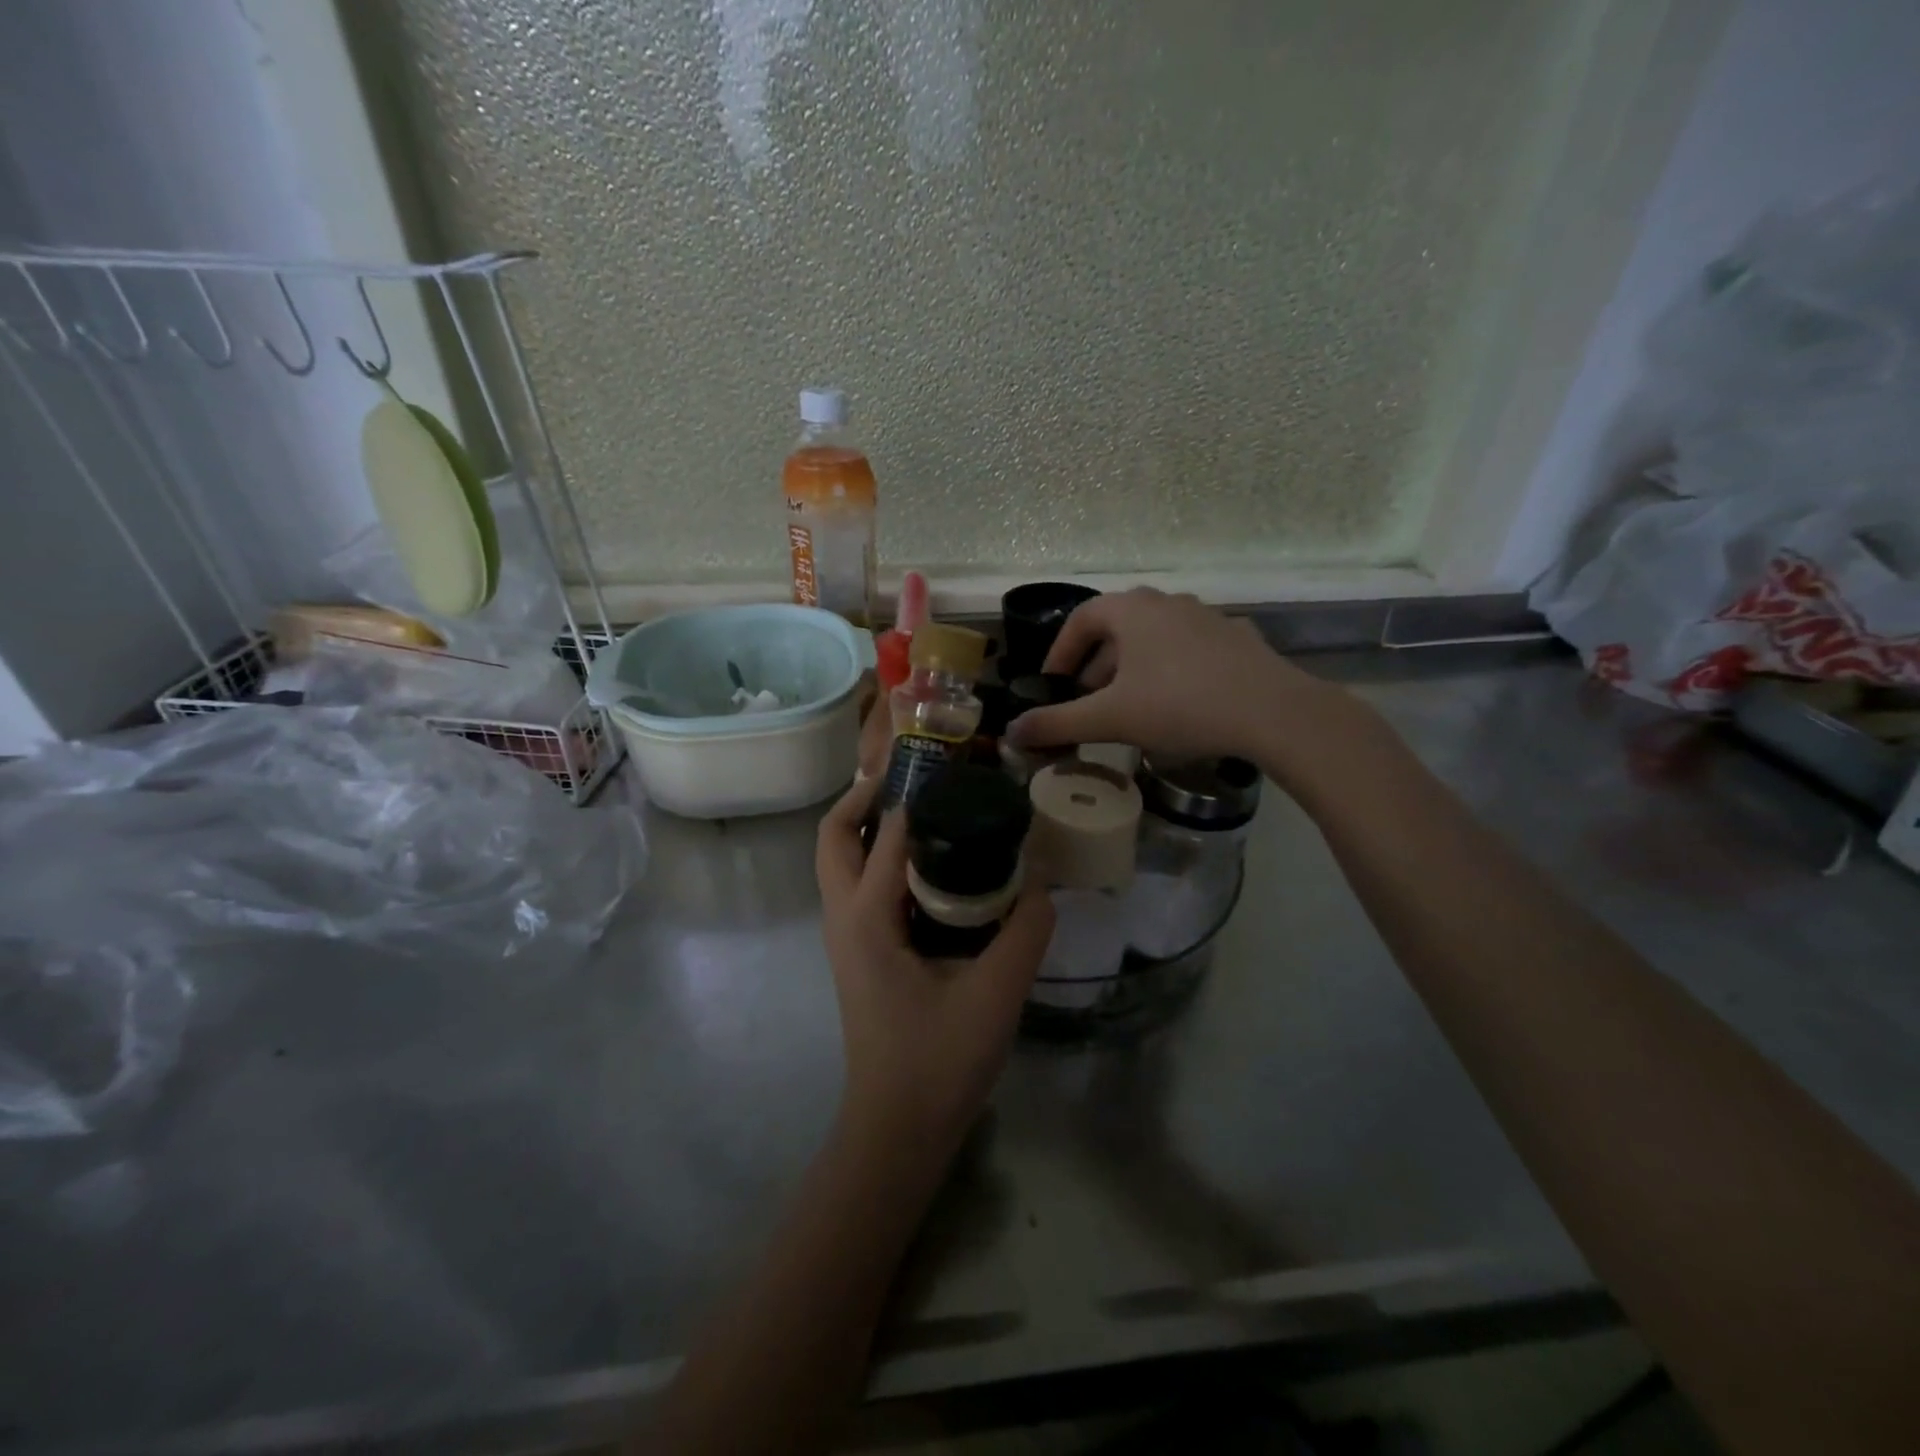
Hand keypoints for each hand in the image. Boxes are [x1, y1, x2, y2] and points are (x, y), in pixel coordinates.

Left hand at [815, 777, 1054, 1153]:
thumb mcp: (997, 993)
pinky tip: (931, 867)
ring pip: (839, 861)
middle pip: (833, 837)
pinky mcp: (859, 952)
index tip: (952, 765)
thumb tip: (1044, 881)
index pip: (886, 834)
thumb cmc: (939, 1062)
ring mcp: (846, 937)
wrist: (897, 1129)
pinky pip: (858, 886)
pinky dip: (879, 859)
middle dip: (865, 798)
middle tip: (917, 780)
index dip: (916, 793)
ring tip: (924, 809)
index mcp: (868, 918)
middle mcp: (844, 917)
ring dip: (868, 826)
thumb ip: (1026, 930)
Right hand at [1005, 588, 1349, 770]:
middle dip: (1096, 664)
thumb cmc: (1179, 705)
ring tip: (1130, 706)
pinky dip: (1170, 670)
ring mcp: (1206, 617)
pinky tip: (1178, 704)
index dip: (1060, 652)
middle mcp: (1167, 602)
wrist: (1273, 712)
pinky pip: (1188, 650)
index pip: (1080, 620)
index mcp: (1131, 610)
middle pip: (1117, 628)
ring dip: (1132, 668)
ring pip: (1154, 638)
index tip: (1054, 684)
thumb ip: (1057, 724)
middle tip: (1089, 700)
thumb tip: (1013, 732)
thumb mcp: (1110, 719)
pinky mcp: (1237, 639)